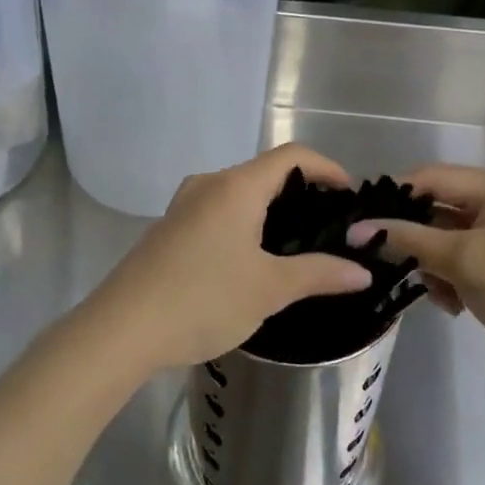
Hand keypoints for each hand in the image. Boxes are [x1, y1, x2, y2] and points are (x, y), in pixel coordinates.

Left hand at [89, 144, 372, 373]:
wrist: (122, 329)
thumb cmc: (203, 299)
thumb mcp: (269, 289)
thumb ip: (319, 273)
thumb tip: (362, 272)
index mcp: (236, 186)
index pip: (292, 155)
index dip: (327, 168)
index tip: (349, 196)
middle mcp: (209, 183)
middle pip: (265, 172)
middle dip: (301, 192)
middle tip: (328, 226)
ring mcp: (184, 204)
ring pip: (240, 193)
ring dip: (271, 210)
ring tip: (296, 245)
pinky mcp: (170, 227)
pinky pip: (219, 210)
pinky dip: (245, 222)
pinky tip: (253, 259)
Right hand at [347, 165, 484, 395]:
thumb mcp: (461, 260)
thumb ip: (407, 239)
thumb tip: (356, 229)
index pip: (429, 177)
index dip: (393, 197)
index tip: (358, 222)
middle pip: (438, 209)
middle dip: (414, 238)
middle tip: (384, 263)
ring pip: (447, 240)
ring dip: (433, 265)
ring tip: (436, 294)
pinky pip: (464, 262)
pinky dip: (452, 280)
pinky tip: (453, 307)